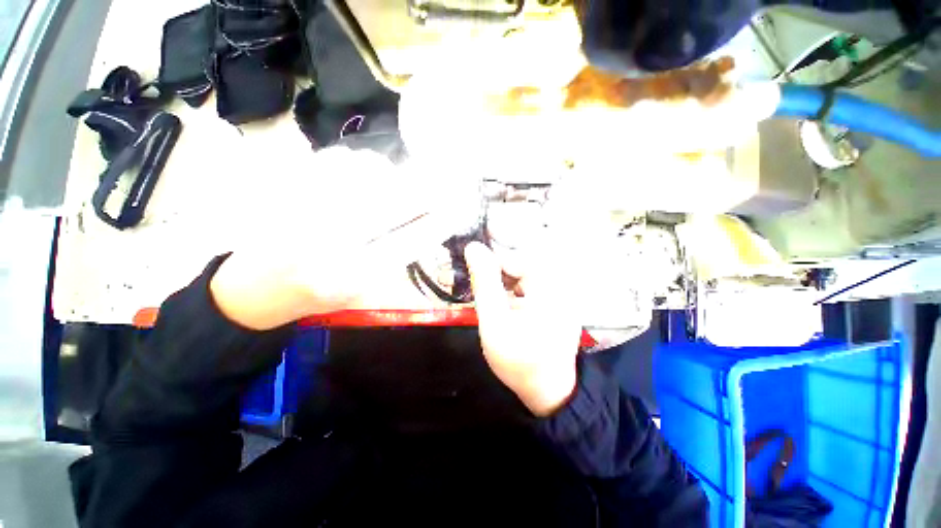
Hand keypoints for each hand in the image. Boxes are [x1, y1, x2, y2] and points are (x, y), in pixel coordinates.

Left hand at [210, 147, 458, 329]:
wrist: (253, 290)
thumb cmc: (316, 296)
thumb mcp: (362, 291)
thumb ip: (394, 259)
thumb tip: (425, 224)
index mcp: (354, 275)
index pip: (411, 240)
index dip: (438, 221)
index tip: (456, 208)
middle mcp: (331, 241)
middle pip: (395, 202)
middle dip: (428, 189)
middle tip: (445, 181)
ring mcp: (306, 209)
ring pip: (367, 174)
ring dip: (394, 173)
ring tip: (402, 178)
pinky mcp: (285, 189)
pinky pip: (337, 162)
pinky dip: (361, 162)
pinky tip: (366, 170)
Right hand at [465, 241, 581, 415]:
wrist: (547, 392)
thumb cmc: (519, 360)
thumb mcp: (494, 321)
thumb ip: (484, 283)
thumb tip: (473, 247)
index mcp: (549, 284)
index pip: (514, 257)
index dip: (490, 264)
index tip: (471, 277)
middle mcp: (561, 282)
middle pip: (520, 264)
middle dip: (496, 274)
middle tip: (480, 292)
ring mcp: (562, 292)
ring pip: (525, 273)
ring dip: (505, 282)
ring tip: (492, 300)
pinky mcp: (559, 300)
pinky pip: (533, 284)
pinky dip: (515, 290)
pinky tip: (507, 305)